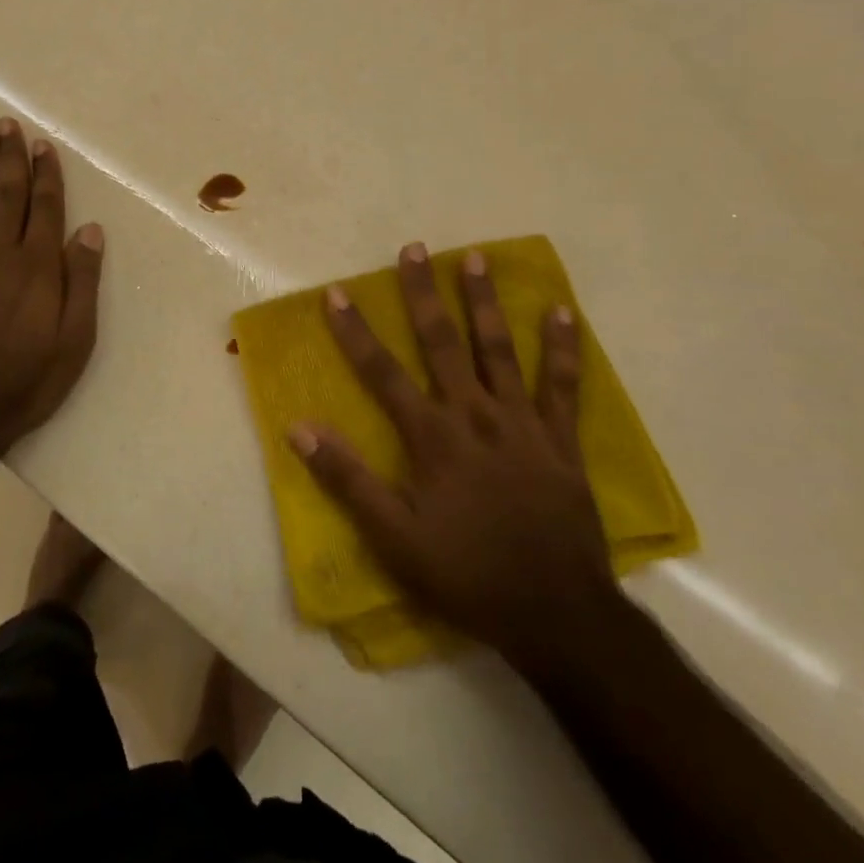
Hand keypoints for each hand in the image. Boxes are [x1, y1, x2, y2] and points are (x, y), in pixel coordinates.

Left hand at [0, 119, 103, 455]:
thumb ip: (82, 282)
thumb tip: (90, 230)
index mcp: (38, 267)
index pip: (46, 208)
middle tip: (7, 124)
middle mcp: (1, 255)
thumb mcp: (75, 340)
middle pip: (8, 195)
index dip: (47, 174)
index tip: (43, 145)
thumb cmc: (28, 380)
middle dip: (10, 157)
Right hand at [289, 243, 621, 679]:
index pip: (382, 372)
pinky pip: (563, 385)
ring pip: (499, 349)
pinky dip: (564, 347)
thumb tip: (300, 428)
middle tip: (414, 248)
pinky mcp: (560, 440)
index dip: (355, 331)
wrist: (558, 614)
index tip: (337, 293)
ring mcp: (522, 422)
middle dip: (423, 293)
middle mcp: (475, 415)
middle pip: (443, 343)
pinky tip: (563, 311)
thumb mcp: (395, 539)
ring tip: (475, 258)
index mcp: (432, 437)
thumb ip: (348, 480)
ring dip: (484, 302)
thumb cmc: (467, 574)